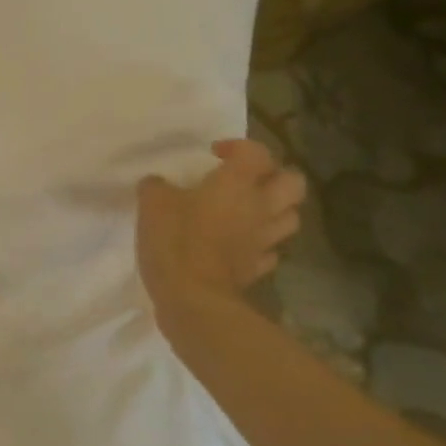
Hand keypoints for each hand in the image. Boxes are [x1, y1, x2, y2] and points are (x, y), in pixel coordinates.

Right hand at [136, 139, 304, 324]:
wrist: (193, 298)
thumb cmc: (176, 240)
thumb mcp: (152, 203)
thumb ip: (156, 187)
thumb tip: (158, 184)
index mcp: (237, 184)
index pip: (256, 152)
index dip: (238, 147)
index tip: (214, 155)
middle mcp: (259, 208)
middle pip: (293, 183)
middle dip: (274, 176)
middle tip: (245, 180)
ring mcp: (263, 241)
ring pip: (290, 217)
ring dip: (274, 210)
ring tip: (247, 211)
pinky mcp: (257, 269)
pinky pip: (270, 250)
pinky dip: (260, 244)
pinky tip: (240, 245)